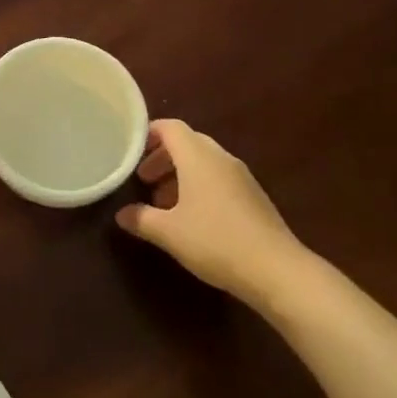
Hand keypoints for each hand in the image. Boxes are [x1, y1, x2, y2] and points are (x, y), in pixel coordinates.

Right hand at [116, 119, 303, 306]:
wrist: (276, 269)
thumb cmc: (215, 241)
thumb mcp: (169, 232)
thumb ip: (141, 219)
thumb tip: (120, 214)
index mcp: (198, 156)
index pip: (170, 128)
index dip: (148, 134)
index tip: (131, 150)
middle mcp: (220, 158)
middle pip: (187, 143)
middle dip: (162, 157)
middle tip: (143, 179)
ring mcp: (241, 176)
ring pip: (204, 162)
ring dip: (180, 174)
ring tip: (163, 202)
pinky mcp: (253, 196)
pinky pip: (219, 178)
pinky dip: (199, 186)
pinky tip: (192, 217)